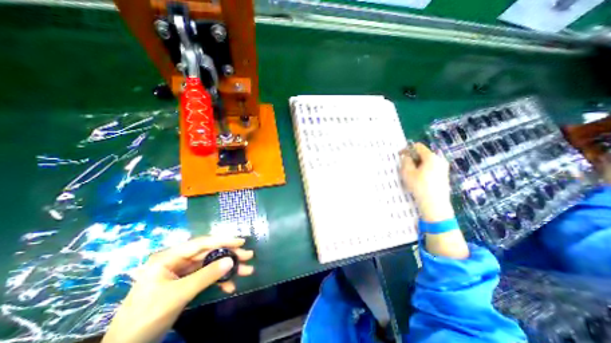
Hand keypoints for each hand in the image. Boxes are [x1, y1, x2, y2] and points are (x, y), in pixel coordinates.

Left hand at [102, 237, 253, 342]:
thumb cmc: (146, 317)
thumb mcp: (178, 294)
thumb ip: (206, 275)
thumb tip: (232, 260)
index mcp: (170, 257)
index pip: (201, 243)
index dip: (223, 241)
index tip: (241, 242)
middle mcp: (178, 260)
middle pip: (209, 253)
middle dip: (229, 255)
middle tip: (248, 256)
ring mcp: (183, 272)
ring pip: (211, 265)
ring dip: (228, 269)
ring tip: (246, 270)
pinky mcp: (186, 283)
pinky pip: (206, 277)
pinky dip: (219, 281)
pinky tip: (230, 286)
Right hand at [402, 142, 452, 222]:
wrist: (435, 204)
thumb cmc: (419, 186)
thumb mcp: (407, 172)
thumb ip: (405, 161)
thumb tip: (407, 157)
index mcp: (431, 157)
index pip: (418, 147)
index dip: (407, 149)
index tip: (399, 156)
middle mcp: (440, 159)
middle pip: (423, 154)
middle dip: (412, 158)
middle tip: (404, 166)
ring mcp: (443, 168)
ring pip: (427, 161)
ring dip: (417, 164)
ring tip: (410, 173)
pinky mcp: (444, 175)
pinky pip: (431, 167)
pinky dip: (423, 169)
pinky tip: (418, 179)